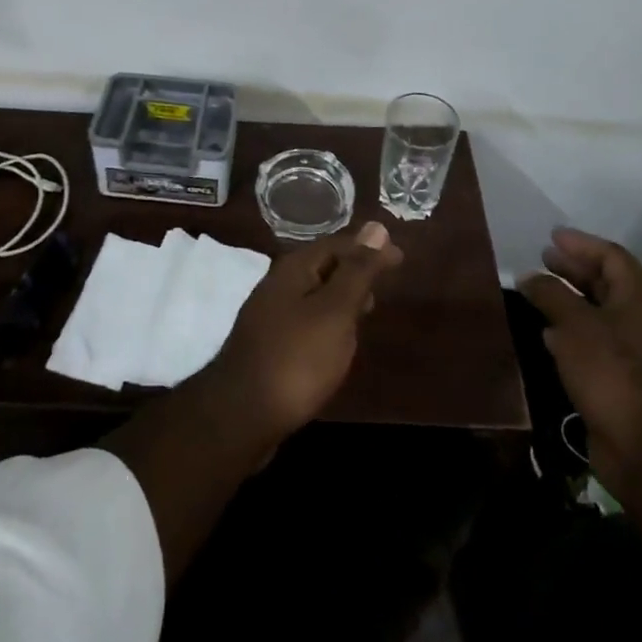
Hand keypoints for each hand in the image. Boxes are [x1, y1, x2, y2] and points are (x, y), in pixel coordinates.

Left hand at [201, 220, 404, 445]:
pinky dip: (328, 321)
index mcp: (294, 268)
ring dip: (341, 296)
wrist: (242, 415)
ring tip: (366, 313)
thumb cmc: (297, 358)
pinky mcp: (268, 344)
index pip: (338, 244)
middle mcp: (278, 284)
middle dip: (354, 270)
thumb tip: (376, 226)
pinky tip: (336, 343)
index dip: (369, 248)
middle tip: (384, 285)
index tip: (400, 258)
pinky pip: (305, 320)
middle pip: (323, 265)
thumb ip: (357, 271)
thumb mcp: (335, 311)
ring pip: (314, 294)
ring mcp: (270, 315)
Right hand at [518, 229, 641, 493]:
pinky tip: (546, 334)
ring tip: (537, 291)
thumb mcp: (574, 324)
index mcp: (636, 299)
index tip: (552, 237)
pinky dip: (568, 331)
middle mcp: (636, 320)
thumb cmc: (611, 371)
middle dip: (574, 269)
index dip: (582, 243)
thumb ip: (550, 294)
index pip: (612, 257)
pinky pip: (591, 342)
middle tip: (543, 258)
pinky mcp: (617, 379)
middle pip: (606, 283)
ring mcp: (629, 352)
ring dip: (568, 299)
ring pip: (596, 313)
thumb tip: (529, 276)